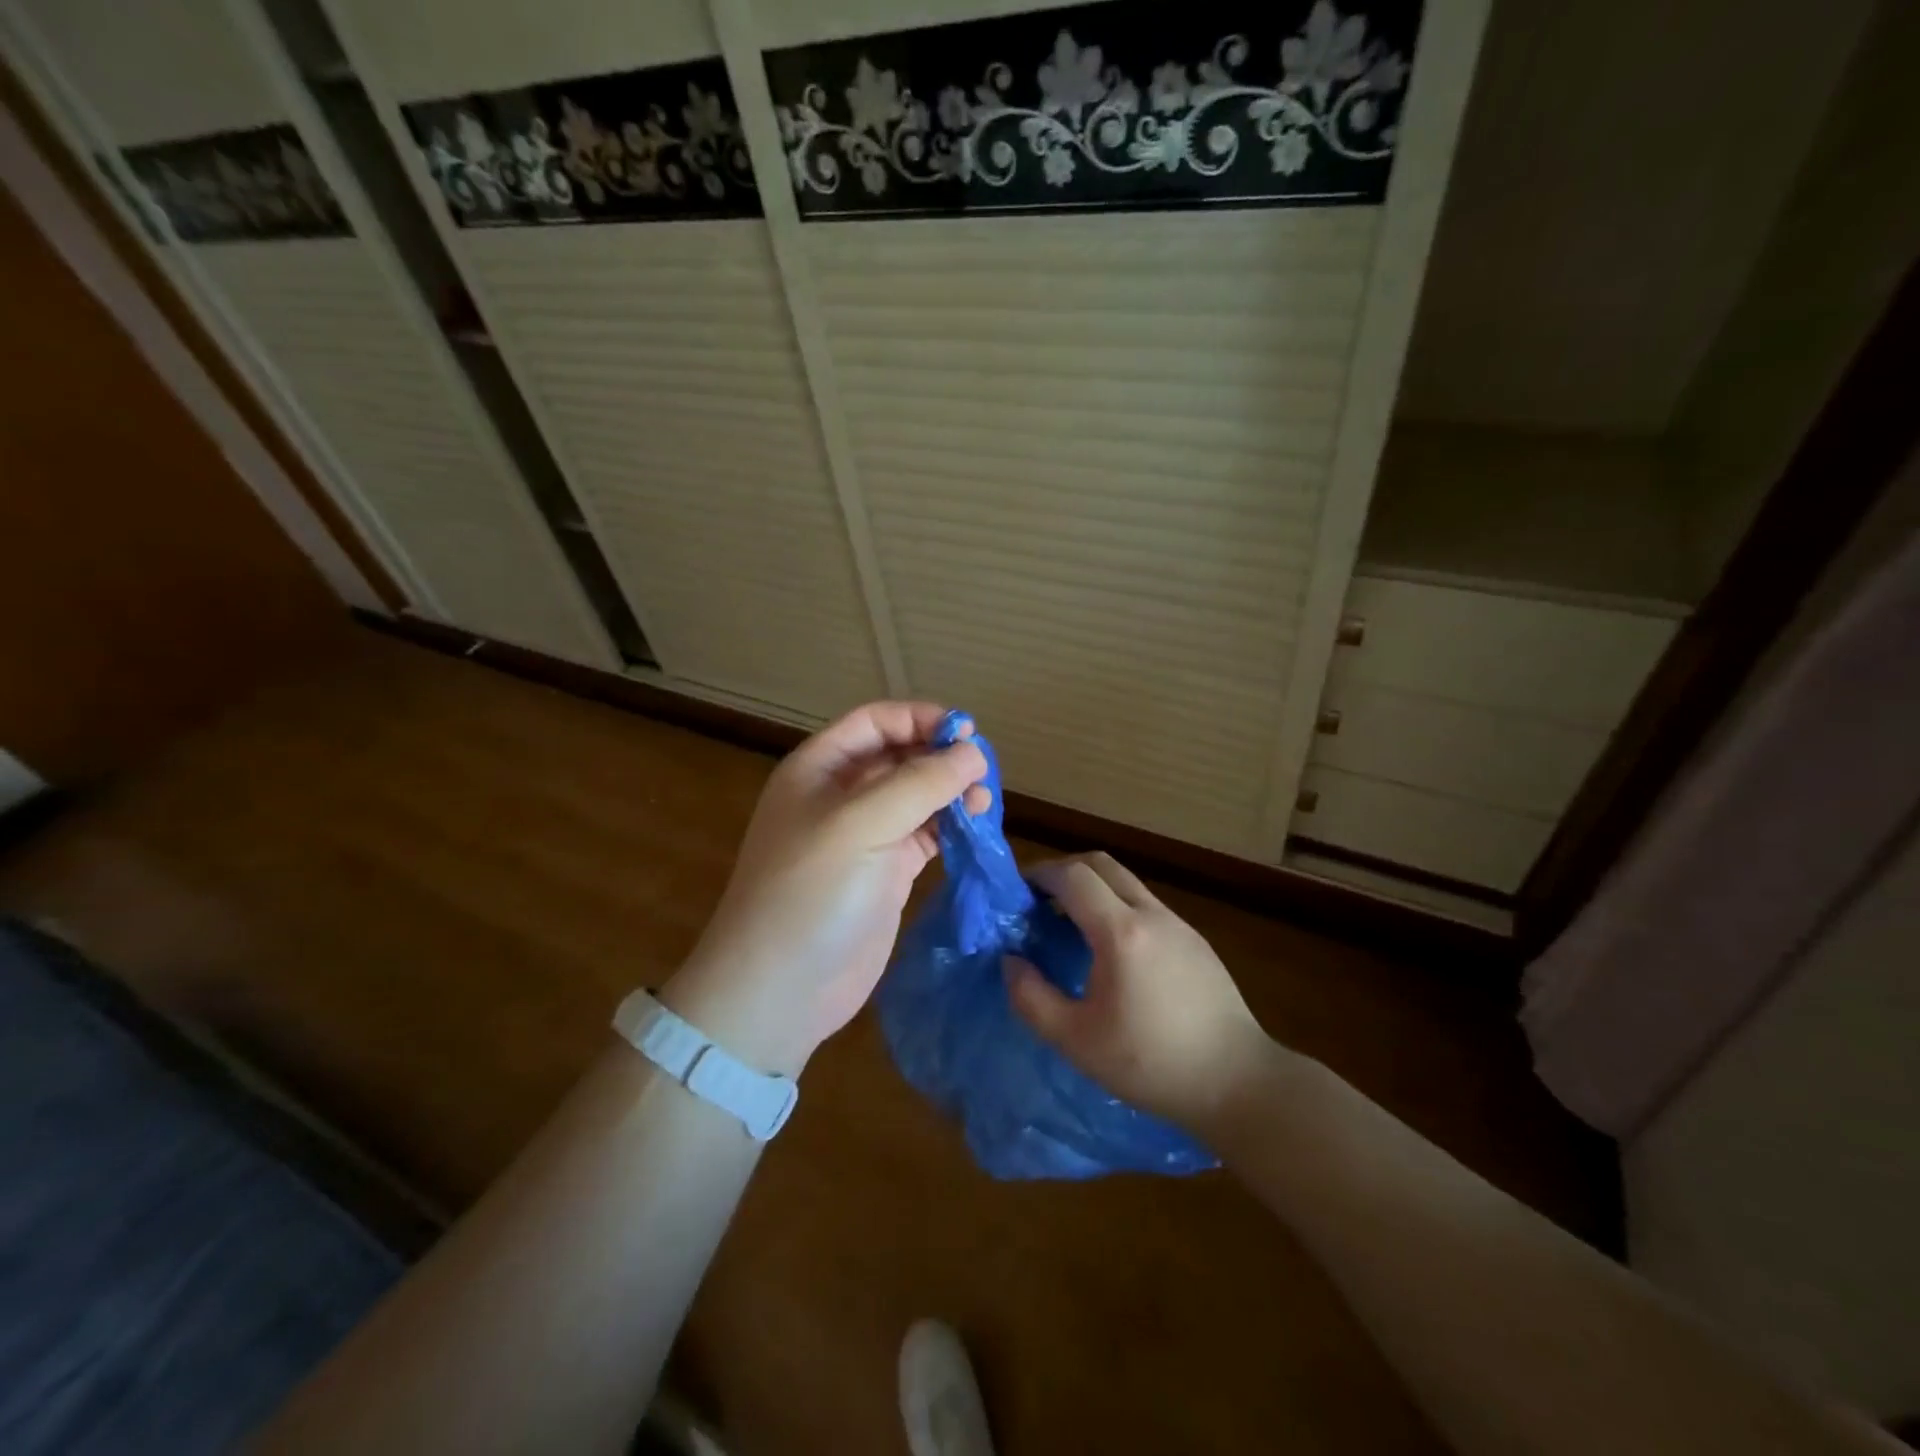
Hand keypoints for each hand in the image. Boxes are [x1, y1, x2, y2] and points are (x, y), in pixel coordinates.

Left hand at [660, 702, 988, 1076]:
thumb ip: (919, 783)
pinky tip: (974, 830)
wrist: (779, 990)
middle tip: (983, 774)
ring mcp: (865, 837)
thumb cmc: (810, 894)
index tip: (968, 733)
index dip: (921, 719)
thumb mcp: (861, 826)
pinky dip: (951, 828)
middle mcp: (842, 795)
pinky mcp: (886, 873)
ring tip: (982, 804)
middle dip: (941, 757)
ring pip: (917, 796)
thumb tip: (973, 752)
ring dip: (951, 793)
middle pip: (901, 756)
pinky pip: (925, 835)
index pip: (876, 722)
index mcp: (820, 769)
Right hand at [1006, 853, 1275, 1129]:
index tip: (1018, 893)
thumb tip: (1010, 961)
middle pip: (1101, 865)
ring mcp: (1178, 924)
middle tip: (1040, 902)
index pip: (1073, 876)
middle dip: (1064, 872)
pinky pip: (1146, 904)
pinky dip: (1117, 906)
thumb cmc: (1151, 1064)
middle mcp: (1151, 914)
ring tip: (1071, 925)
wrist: (1238, 1082)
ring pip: (1126, 882)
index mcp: (1120, 932)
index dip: (1040, 875)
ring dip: (1093, 889)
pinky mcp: (1195, 940)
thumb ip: (1031, 998)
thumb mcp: (1076, 1041)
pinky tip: (1112, 951)